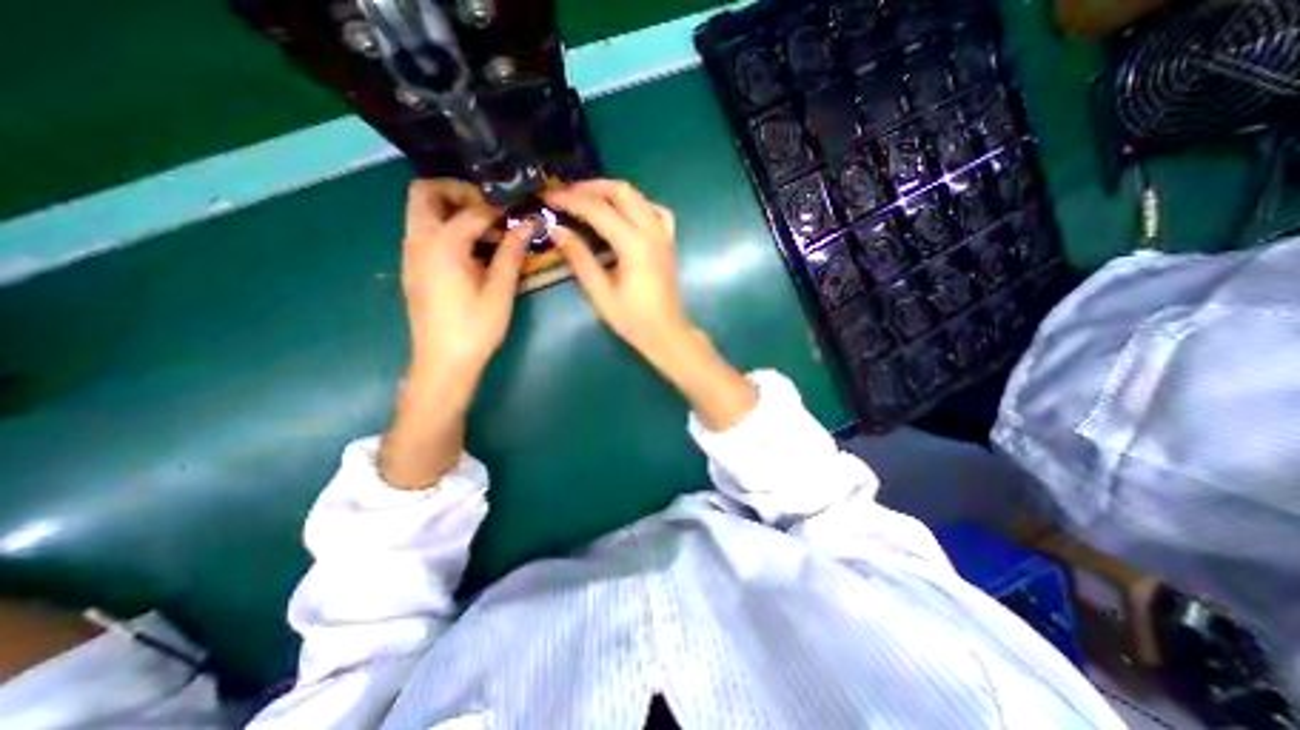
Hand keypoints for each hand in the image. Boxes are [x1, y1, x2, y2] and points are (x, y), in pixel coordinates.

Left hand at [378, 180, 530, 489]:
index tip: (521, 211)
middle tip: (492, 210)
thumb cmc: (474, 328)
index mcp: (441, 245)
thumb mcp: (499, 291)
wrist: (443, 362)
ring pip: (423, 211)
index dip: (499, 208)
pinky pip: (426, 232)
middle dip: (460, 192)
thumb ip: (511, 252)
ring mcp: (412, 254)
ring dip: (455, 211)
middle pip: (426, 193)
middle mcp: (419, 241)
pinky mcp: (415, 268)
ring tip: (491, 232)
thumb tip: (528, 224)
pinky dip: (449, 229)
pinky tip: (476, 252)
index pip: (472, 210)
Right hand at [542, 181, 689, 361]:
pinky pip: (657, 211)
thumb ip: (580, 259)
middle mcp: (652, 232)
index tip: (549, 198)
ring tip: (589, 200)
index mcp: (634, 245)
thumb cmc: (633, 319)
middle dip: (591, 188)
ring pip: (639, 197)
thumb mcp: (600, 293)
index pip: (598, 210)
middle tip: (566, 195)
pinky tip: (626, 214)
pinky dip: (638, 205)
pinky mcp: (669, 242)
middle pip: (622, 191)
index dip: (571, 201)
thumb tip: (557, 230)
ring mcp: (664, 235)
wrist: (666, 333)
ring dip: (612, 192)